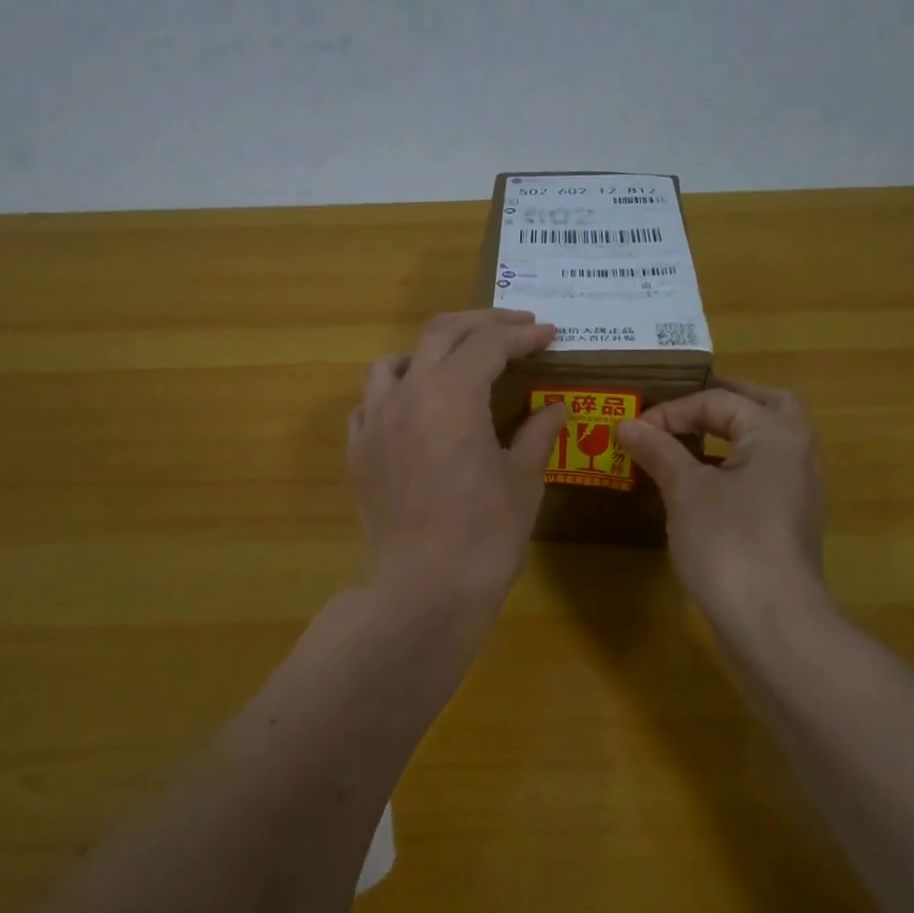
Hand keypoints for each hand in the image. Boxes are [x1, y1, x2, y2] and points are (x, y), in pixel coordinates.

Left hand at [347, 309, 566, 611]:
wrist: (423, 589)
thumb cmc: (485, 534)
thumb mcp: (523, 480)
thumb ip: (537, 432)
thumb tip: (555, 407)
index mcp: (452, 392)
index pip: (490, 344)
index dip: (524, 335)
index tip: (549, 335)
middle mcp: (407, 393)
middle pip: (440, 333)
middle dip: (482, 323)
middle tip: (516, 328)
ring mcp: (375, 421)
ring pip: (395, 362)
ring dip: (430, 352)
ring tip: (457, 364)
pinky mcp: (358, 452)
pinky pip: (370, 404)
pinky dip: (396, 393)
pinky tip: (414, 412)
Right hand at [615, 376, 830, 640]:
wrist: (771, 620)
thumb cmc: (728, 542)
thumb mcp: (685, 491)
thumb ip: (659, 451)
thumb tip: (628, 424)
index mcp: (776, 433)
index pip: (720, 400)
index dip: (672, 410)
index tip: (634, 431)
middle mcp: (798, 452)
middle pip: (766, 406)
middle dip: (726, 401)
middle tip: (688, 405)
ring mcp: (798, 490)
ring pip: (767, 443)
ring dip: (732, 433)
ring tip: (690, 439)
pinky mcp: (788, 521)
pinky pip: (762, 475)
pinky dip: (734, 466)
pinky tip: (702, 484)